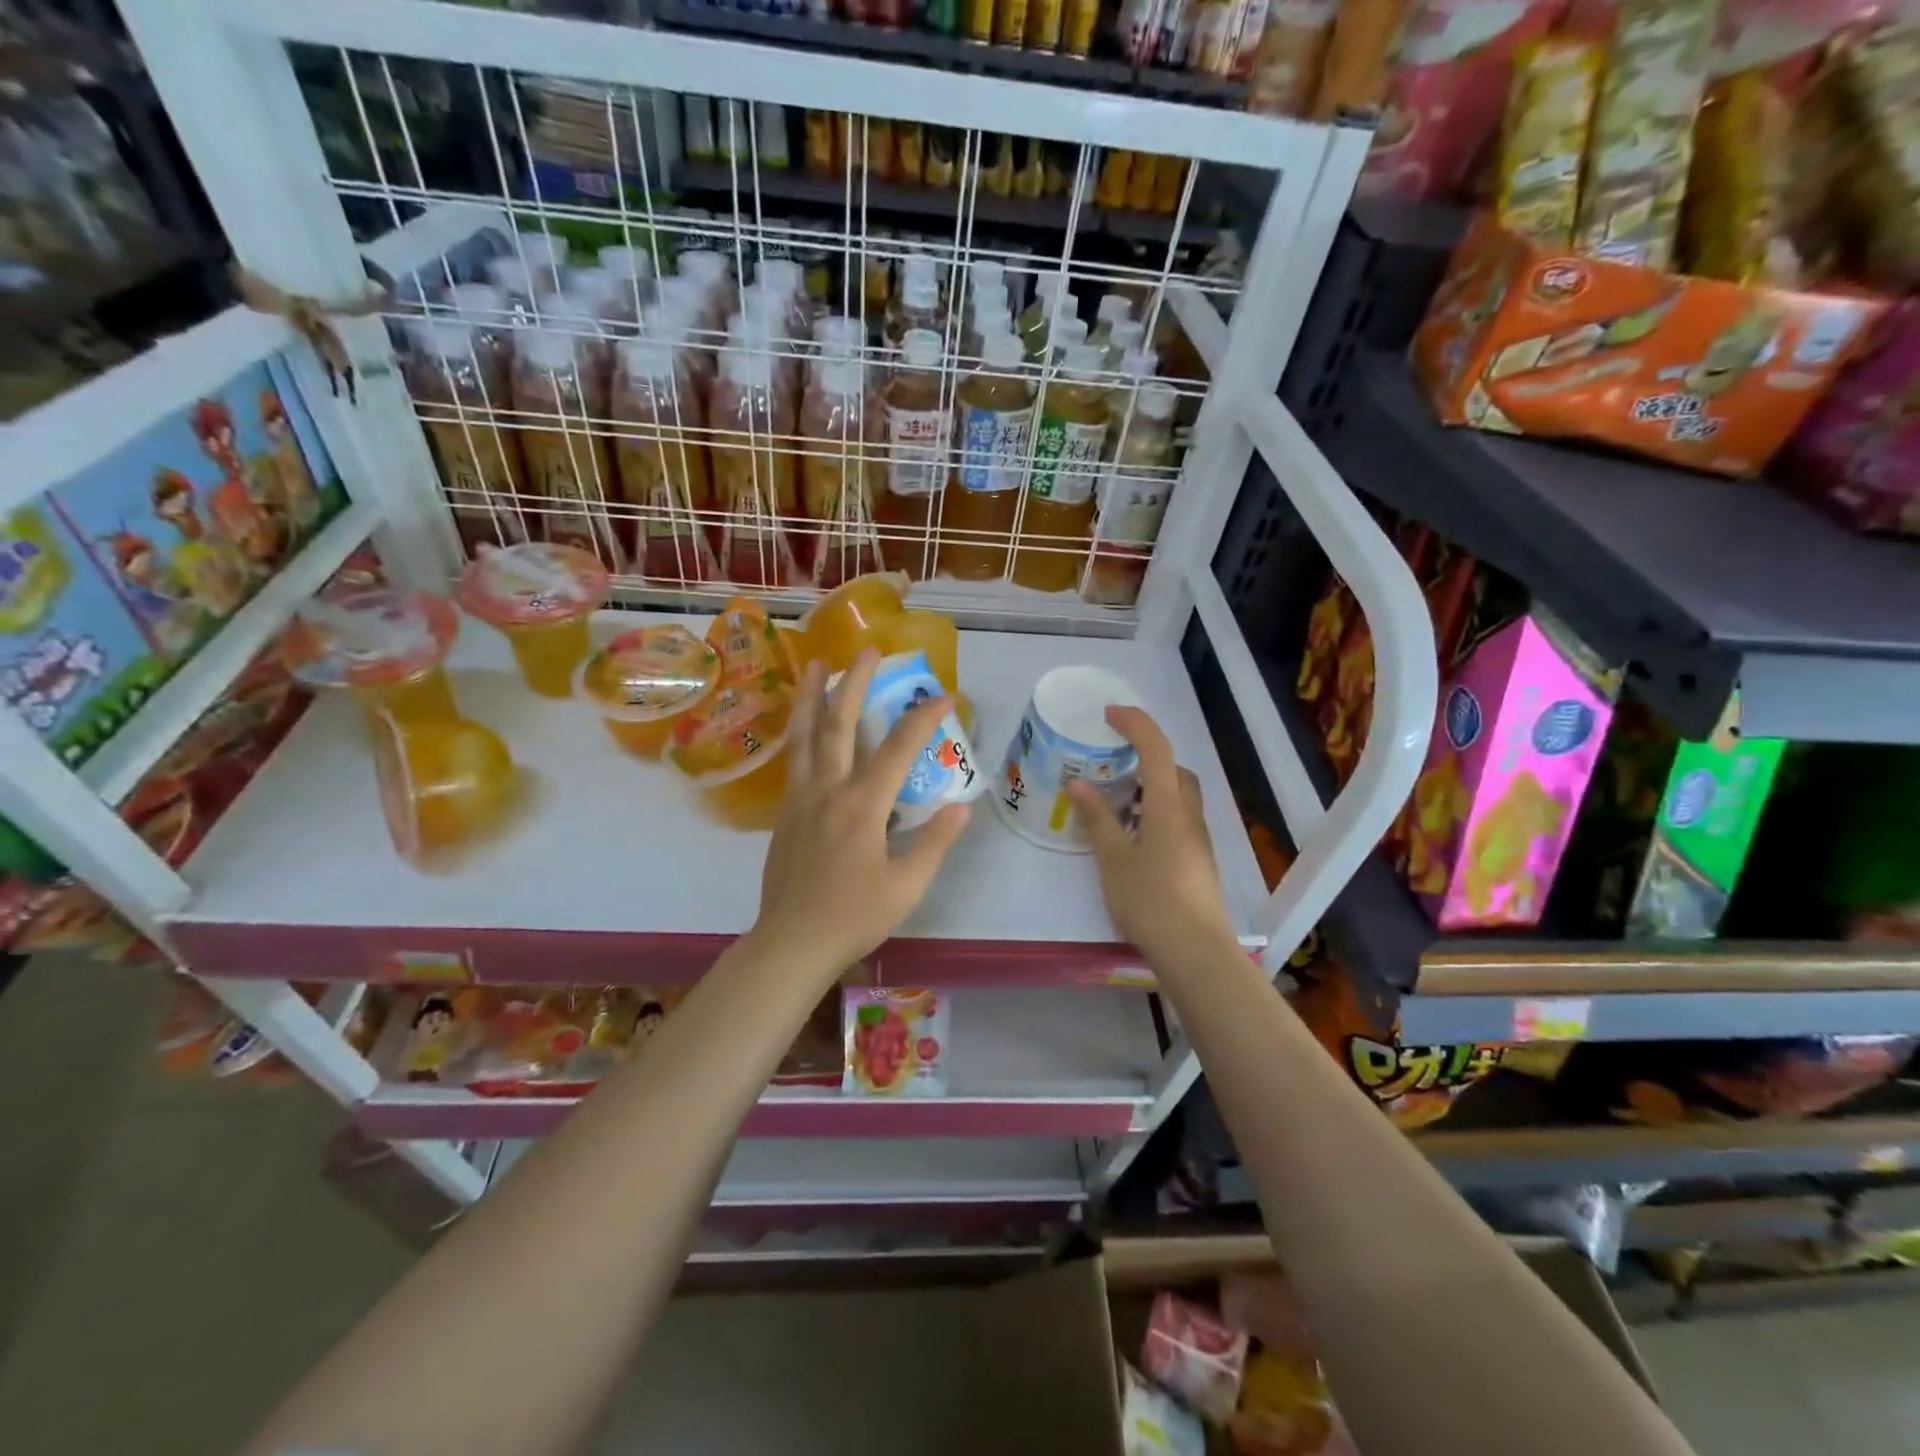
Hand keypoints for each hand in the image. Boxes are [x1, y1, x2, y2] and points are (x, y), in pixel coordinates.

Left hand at [752, 650, 970, 976]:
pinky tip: (803, 723)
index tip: (946, 694)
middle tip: (868, 650)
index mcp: (862, 807)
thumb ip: (934, 842)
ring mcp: (800, 799)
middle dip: (855, 682)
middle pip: (839, 724)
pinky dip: (800, 730)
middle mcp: (827, 790)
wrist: (791, 943)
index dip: (924, 717)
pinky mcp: (785, 812)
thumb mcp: (907, 886)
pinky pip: (794, 759)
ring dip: (811, 695)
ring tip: (814, 663)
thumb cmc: (853, 917)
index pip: (898, 749)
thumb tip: (963, 806)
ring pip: (805, 735)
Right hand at [1068, 706, 1236, 967]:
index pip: (1157, 749)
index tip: (1109, 714)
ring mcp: (1198, 840)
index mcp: (1168, 807)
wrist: (1195, 951)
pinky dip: (1156, 813)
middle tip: (1113, 766)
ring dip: (1151, 788)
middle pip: (1174, 770)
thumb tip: (1078, 784)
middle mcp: (1189, 816)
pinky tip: (1133, 838)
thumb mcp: (1113, 859)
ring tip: (1117, 804)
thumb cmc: (1150, 901)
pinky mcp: (1198, 861)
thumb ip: (1097, 819)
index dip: (1135, 724)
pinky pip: (1178, 820)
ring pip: (1178, 797)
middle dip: (1147, 757)